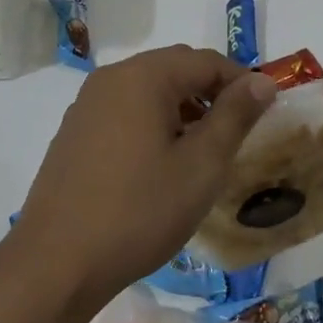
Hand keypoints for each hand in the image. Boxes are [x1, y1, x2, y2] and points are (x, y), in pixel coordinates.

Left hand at [14, 46, 278, 312]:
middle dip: (210, 93)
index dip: (241, 82)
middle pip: (174, 68)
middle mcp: (112, 77)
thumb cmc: (139, 210)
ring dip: (181, 109)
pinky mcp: (75, 130)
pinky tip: (160, 164)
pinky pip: (124, 110)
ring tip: (202, 152)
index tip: (264, 115)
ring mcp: (87, 103)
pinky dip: (151, 122)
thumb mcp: (201, 166)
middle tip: (236, 134)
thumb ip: (235, 116)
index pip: (205, 60)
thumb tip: (262, 80)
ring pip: (148, 90)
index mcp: (143, 76)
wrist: (57, 261)